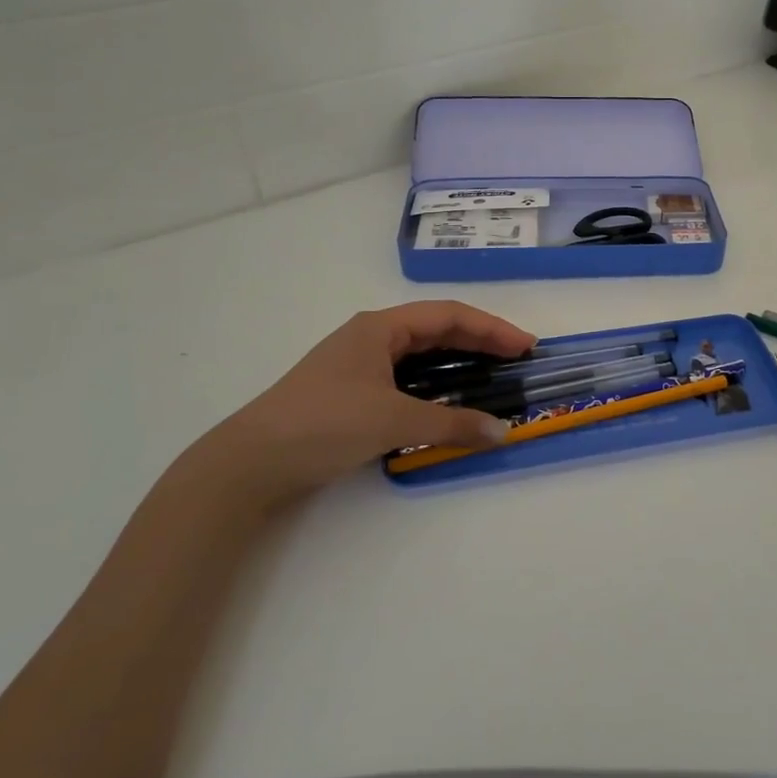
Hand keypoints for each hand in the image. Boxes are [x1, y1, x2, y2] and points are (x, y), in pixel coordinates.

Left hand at [179, 301, 535, 512]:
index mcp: (381, 327)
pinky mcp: (350, 392)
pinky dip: (435, 385)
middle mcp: (371, 337)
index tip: (525, 346)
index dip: (492, 328)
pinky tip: (448, 400)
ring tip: (491, 377)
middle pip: (437, 330)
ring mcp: (359, 364)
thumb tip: (502, 432)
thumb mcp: (394, 421)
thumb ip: (451, 423)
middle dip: (480, 342)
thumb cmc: (324, 423)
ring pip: (421, 355)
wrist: (250, 462)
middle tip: (517, 360)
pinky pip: (406, 378)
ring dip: (458, 363)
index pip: (450, 315)